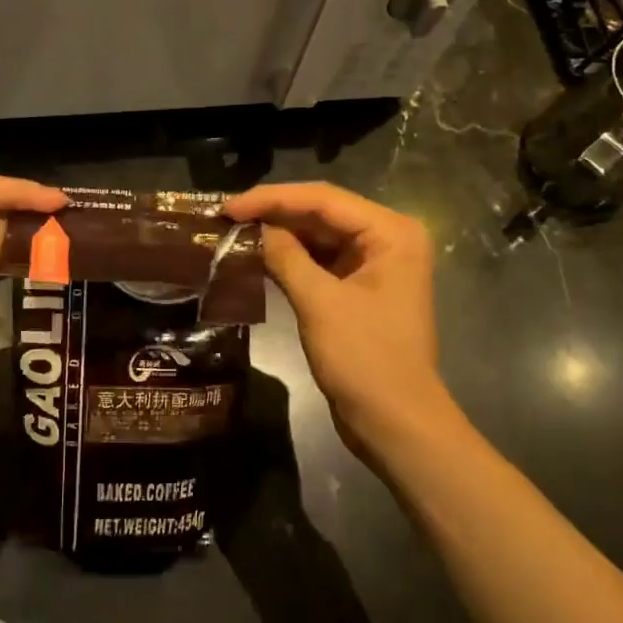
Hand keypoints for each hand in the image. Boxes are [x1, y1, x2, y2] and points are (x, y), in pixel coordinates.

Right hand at [225, 182, 459, 465]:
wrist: (396, 423)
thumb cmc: (364, 359)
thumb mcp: (320, 303)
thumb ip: (285, 257)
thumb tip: (254, 228)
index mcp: (391, 233)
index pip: (324, 199)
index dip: (272, 198)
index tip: (229, 206)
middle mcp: (387, 239)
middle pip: (322, 213)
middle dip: (274, 214)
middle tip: (226, 216)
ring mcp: (375, 264)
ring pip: (318, 236)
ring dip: (279, 235)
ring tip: (234, 232)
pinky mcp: (360, 288)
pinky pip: (320, 261)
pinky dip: (290, 258)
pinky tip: (257, 256)